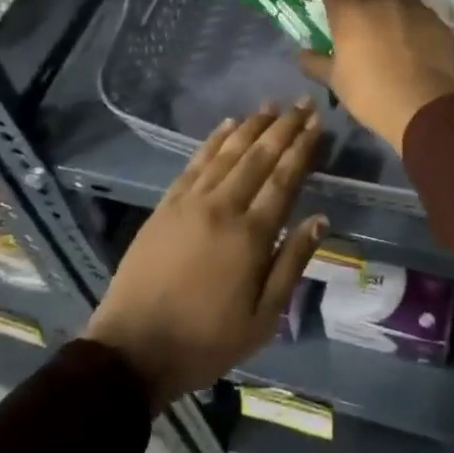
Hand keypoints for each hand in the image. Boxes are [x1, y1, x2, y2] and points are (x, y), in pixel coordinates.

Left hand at [84, 102, 325, 411]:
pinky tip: (228, 125)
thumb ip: (292, 264)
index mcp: (251, 236)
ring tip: (272, 105)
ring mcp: (191, 201)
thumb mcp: (262, 320)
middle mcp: (223, 207)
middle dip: (284, 127)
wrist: (133, 350)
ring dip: (252, 125)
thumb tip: (320, 219)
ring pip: (228, 152)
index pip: (284, 179)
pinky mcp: (167, 204)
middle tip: (303, 102)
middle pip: (259, 156)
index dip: (303, 148)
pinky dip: (214, 140)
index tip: (318, 122)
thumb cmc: (205, 341)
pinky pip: (195, 162)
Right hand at [302, 0, 453, 152]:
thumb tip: (302, 54)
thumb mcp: (335, 82)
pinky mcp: (435, 19)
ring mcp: (411, 5)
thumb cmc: (370, 93)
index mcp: (349, 10)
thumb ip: (316, 63)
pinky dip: (413, 14)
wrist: (423, 106)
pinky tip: (413, 31)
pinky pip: (421, 7)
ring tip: (389, 2)